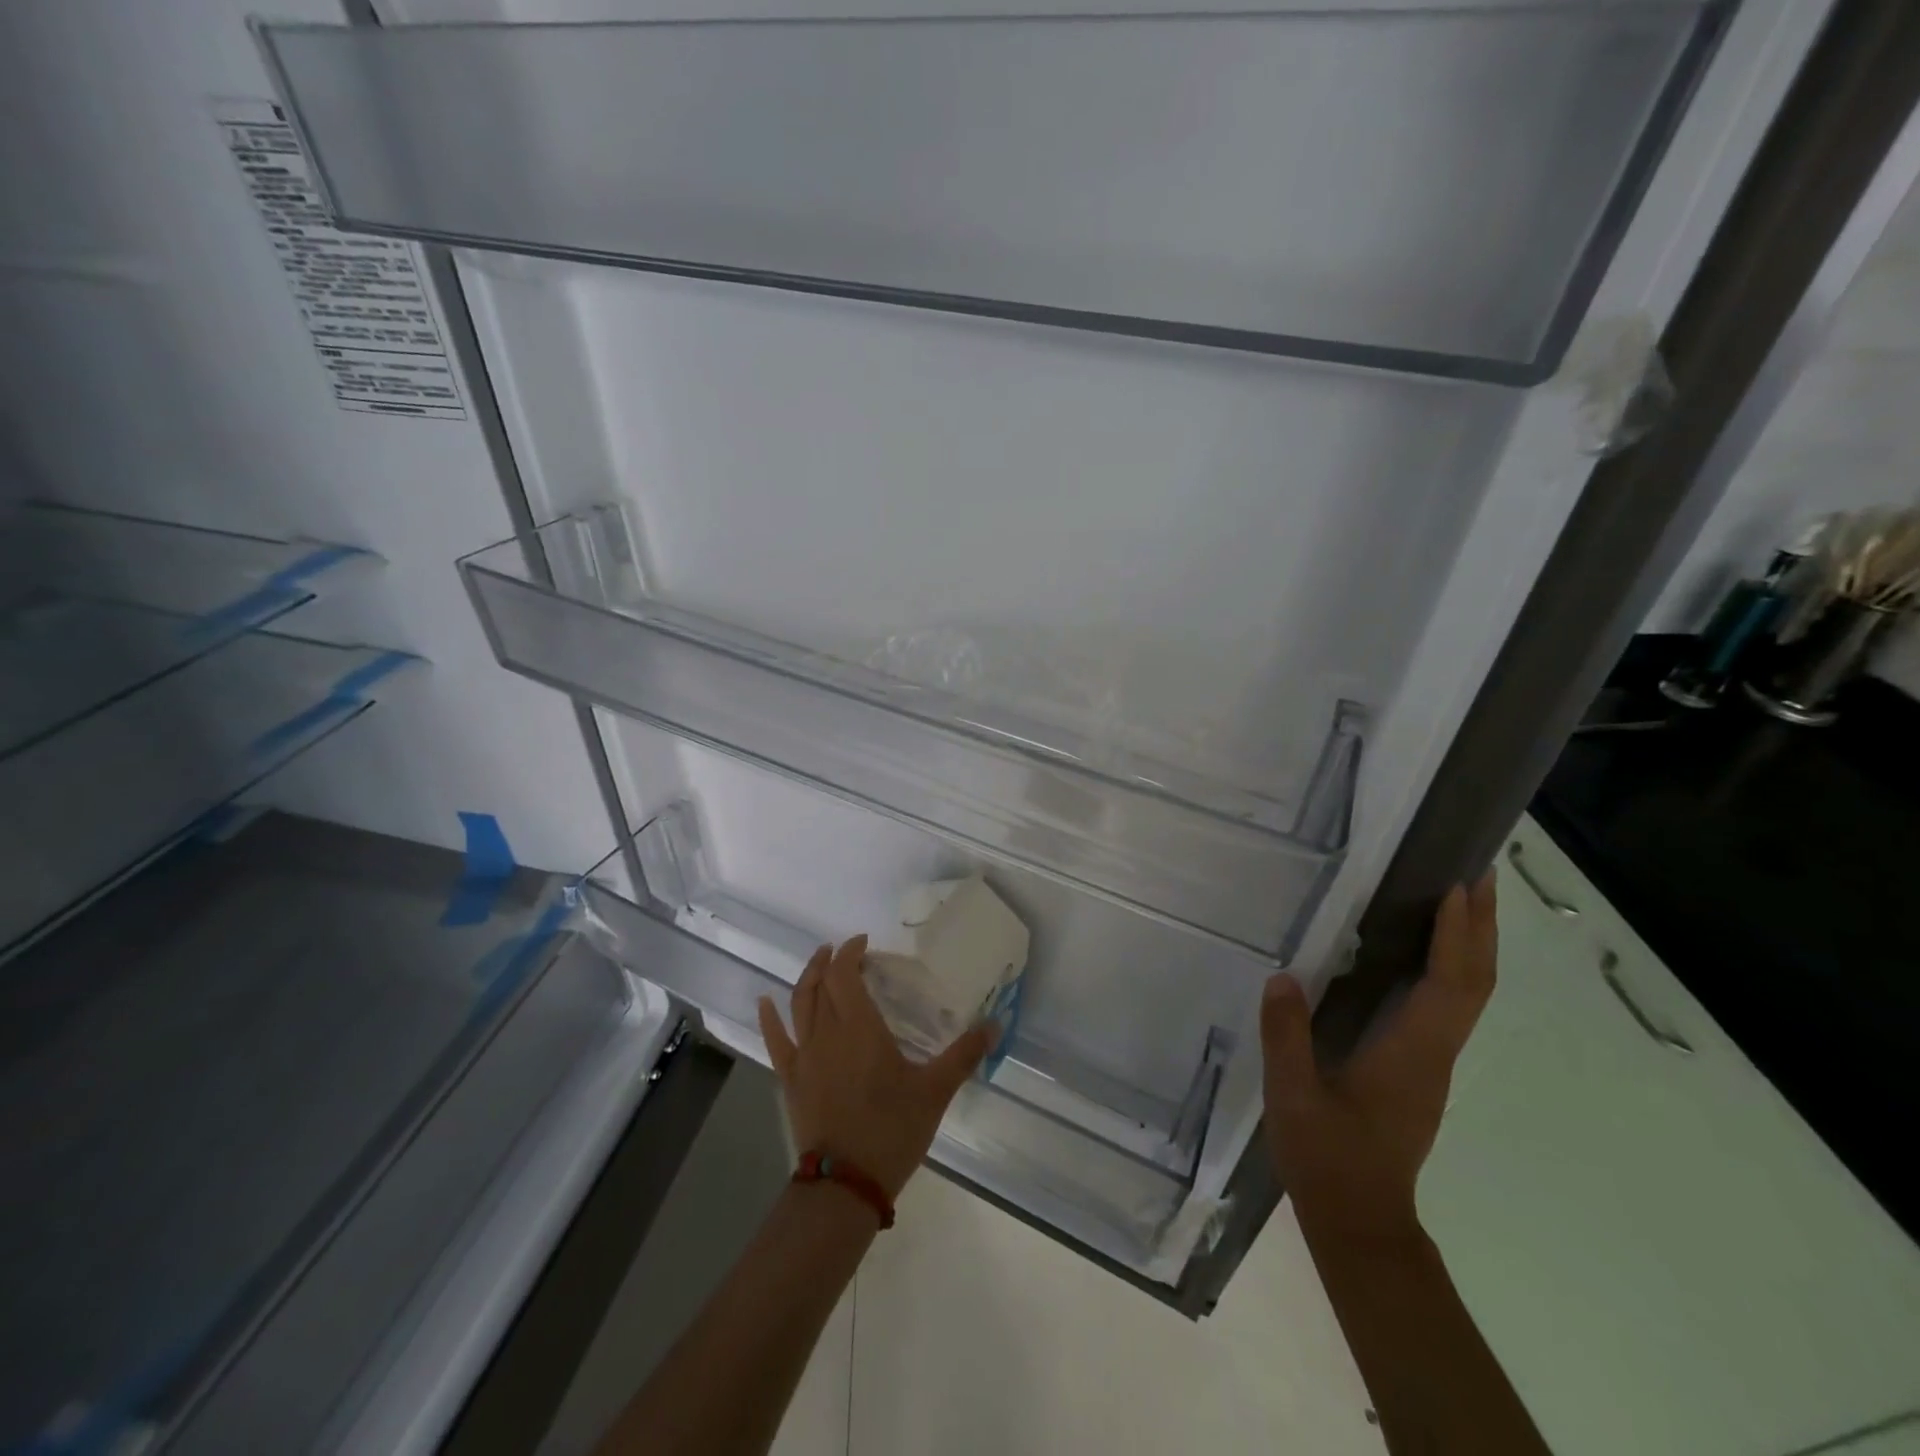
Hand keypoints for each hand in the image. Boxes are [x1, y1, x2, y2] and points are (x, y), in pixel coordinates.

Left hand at [757, 935, 996, 1200]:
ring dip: (808, 978)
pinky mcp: (791, 1079)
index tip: (864, 943)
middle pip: (823, 984)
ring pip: (799, 1004)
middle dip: (832, 961)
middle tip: (847, 951)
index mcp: (861, 1027)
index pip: (847, 974)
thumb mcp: (935, 1091)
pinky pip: (776, 1040)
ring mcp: (805, 1055)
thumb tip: (995, 1024)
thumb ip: (964, 1054)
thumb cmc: (892, 1130)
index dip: (852, 952)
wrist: (845, 1184)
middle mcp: (828, 1032)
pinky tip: (764, 1002)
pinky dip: (769, 1018)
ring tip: (818, 961)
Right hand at [1261, 876, 1496, 1245]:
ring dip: (1471, 946)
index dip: (1459, 936)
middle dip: (1482, 929)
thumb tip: (1283, 977)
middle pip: (1475, 984)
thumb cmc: (1329, 1160)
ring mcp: (1432, 1064)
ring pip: (1467, 995)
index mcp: (1411, 1054)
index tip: (1461, 888)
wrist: (1361, 1222)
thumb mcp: (1294, 1097)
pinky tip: (1424, 955)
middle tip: (1480, 876)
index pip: (1450, 985)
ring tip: (1460, 902)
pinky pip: (1447, 1008)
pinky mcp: (1419, 1070)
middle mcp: (1435, 1053)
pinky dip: (1450, 970)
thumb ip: (1287, 1037)